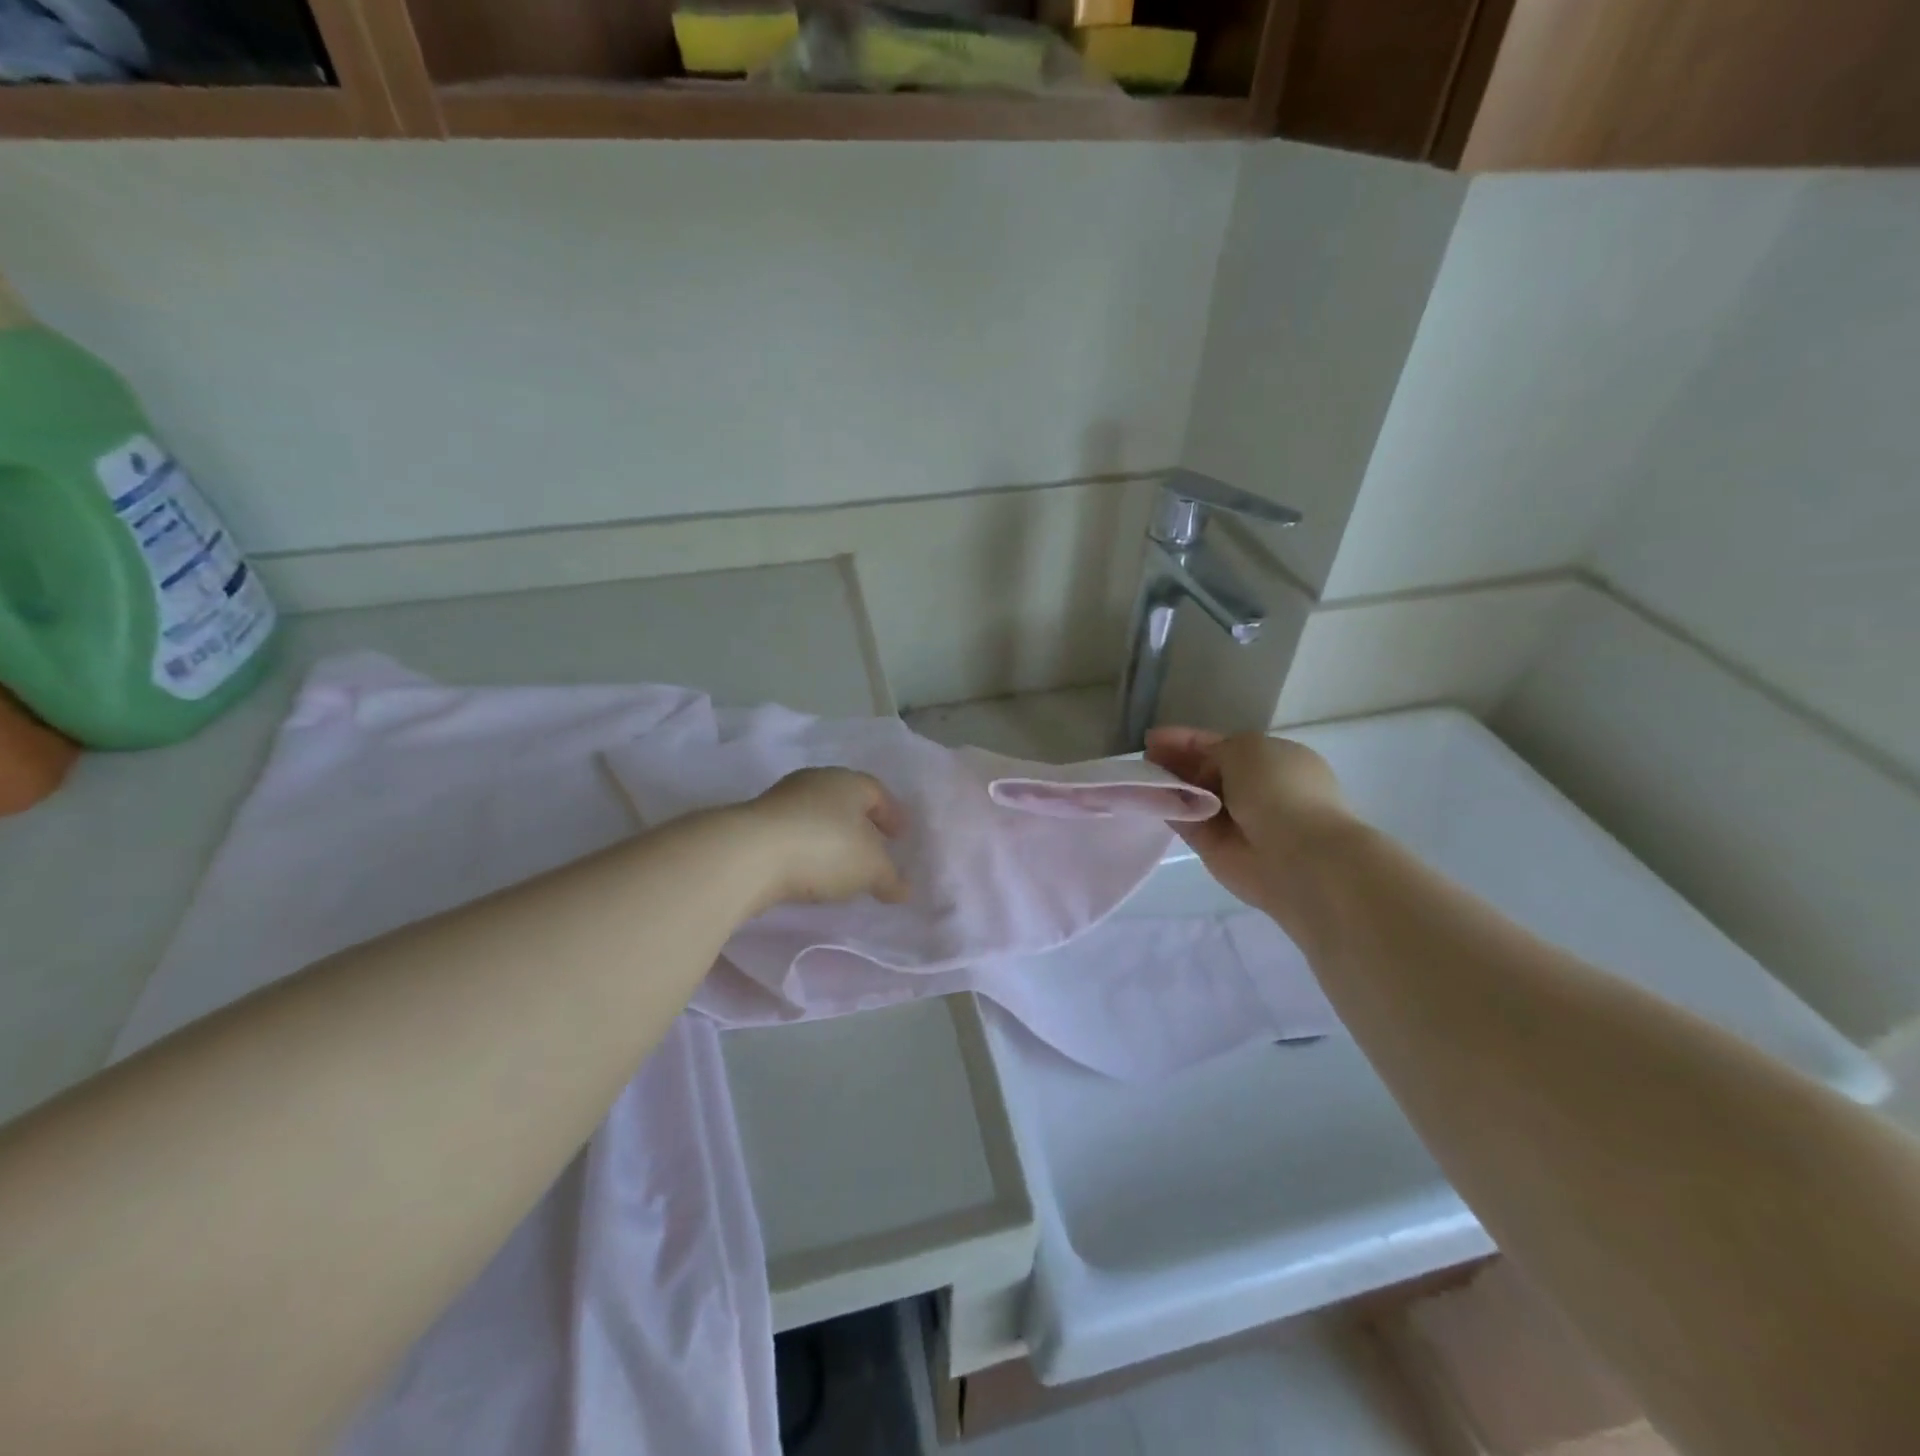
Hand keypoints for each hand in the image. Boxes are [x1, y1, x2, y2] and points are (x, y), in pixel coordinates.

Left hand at [730, 767, 908, 913]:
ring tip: (841, 867)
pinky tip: (809, 873)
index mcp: (848, 781)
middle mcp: (815, 782)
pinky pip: (792, 835)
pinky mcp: (755, 824)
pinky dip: (806, 850)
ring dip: (830, 838)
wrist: (748, 856)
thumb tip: (903, 889)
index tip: (900, 836)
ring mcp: (780, 801)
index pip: (877, 792)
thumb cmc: (825, 849)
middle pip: (845, 801)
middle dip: (861, 825)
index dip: (892, 814)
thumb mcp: (870, 868)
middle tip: (873, 849)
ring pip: (816, 817)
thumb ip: (890, 877)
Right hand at [1144, 727, 1354, 913]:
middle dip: (1176, 761)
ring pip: (1194, 797)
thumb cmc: (1279, 788)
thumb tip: (1197, 770)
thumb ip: (1213, 750)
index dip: (1188, 740)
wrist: (1298, 855)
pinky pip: (1187, 823)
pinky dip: (1168, 810)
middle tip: (1145, 756)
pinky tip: (1146, 797)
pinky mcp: (1217, 849)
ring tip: (1140, 773)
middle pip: (1206, 771)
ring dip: (1169, 785)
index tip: (1154, 737)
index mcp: (1275, 760)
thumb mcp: (1246, 747)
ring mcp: (1237, 821)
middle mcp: (1257, 789)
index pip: (1224, 745)